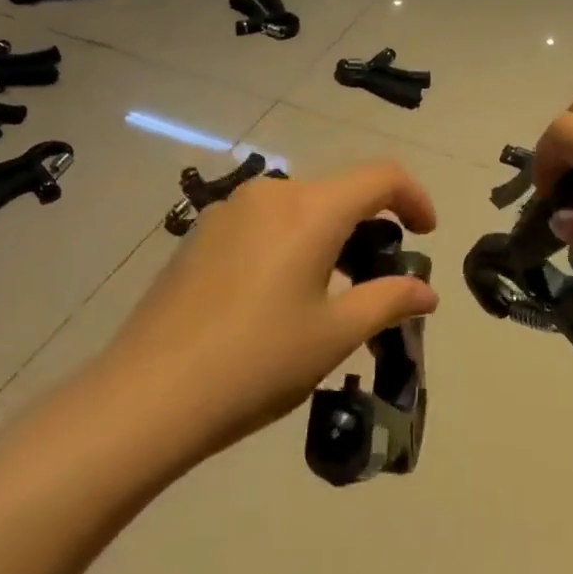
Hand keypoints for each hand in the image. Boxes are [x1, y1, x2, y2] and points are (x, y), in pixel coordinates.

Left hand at [90, 162, 438, 472]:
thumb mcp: (335, 335)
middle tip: (378, 282)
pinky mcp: (200, 234)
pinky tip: (277, 298)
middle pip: (339, 193)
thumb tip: (426, 291)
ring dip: (329, 238)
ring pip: (300, 209)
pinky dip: (291, 244)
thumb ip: (389, 301)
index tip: (426, 235)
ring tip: (329, 296)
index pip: (381, 176)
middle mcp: (271, 194)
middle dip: (371, 228)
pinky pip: (264, 224)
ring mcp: (229, 211)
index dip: (415, 197)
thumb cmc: (257, 362)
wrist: (146, 397)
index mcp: (311, 208)